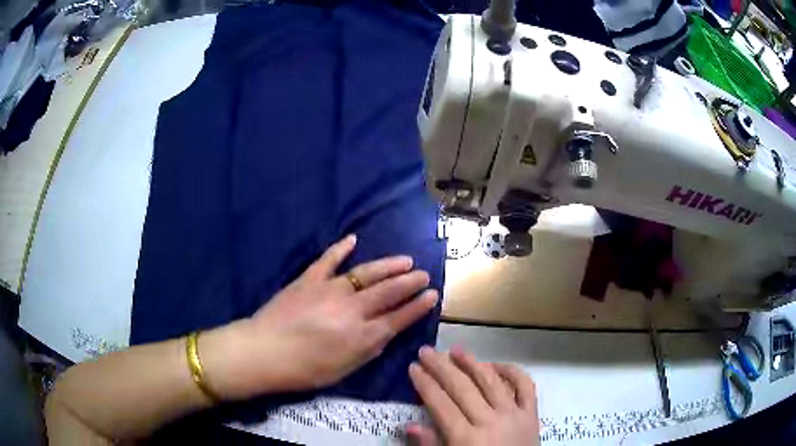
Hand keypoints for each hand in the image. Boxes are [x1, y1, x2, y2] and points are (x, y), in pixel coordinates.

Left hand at [202, 235, 438, 398]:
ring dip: (388, 266)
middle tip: (424, 274)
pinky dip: (341, 249)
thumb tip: (385, 333)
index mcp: (362, 336)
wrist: (264, 351)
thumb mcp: (343, 370)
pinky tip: (353, 239)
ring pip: (366, 273)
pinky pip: (328, 260)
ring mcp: (330, 290)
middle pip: (388, 292)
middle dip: (410, 282)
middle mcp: (352, 309)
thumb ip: (368, 350)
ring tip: (405, 260)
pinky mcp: (309, 279)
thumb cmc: (304, 369)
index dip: (418, 306)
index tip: (432, 296)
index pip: (399, 318)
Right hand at [407, 347, 538, 445]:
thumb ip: (431, 445)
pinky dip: (513, 372)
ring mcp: (514, 415)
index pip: (441, 404)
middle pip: (462, 388)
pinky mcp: (532, 414)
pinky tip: (496, 364)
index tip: (413, 367)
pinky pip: (525, 387)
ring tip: (456, 350)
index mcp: (466, 438)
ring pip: (491, 382)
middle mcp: (490, 421)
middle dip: (441, 367)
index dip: (425, 384)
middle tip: (427, 351)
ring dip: (472, 363)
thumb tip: (409, 425)